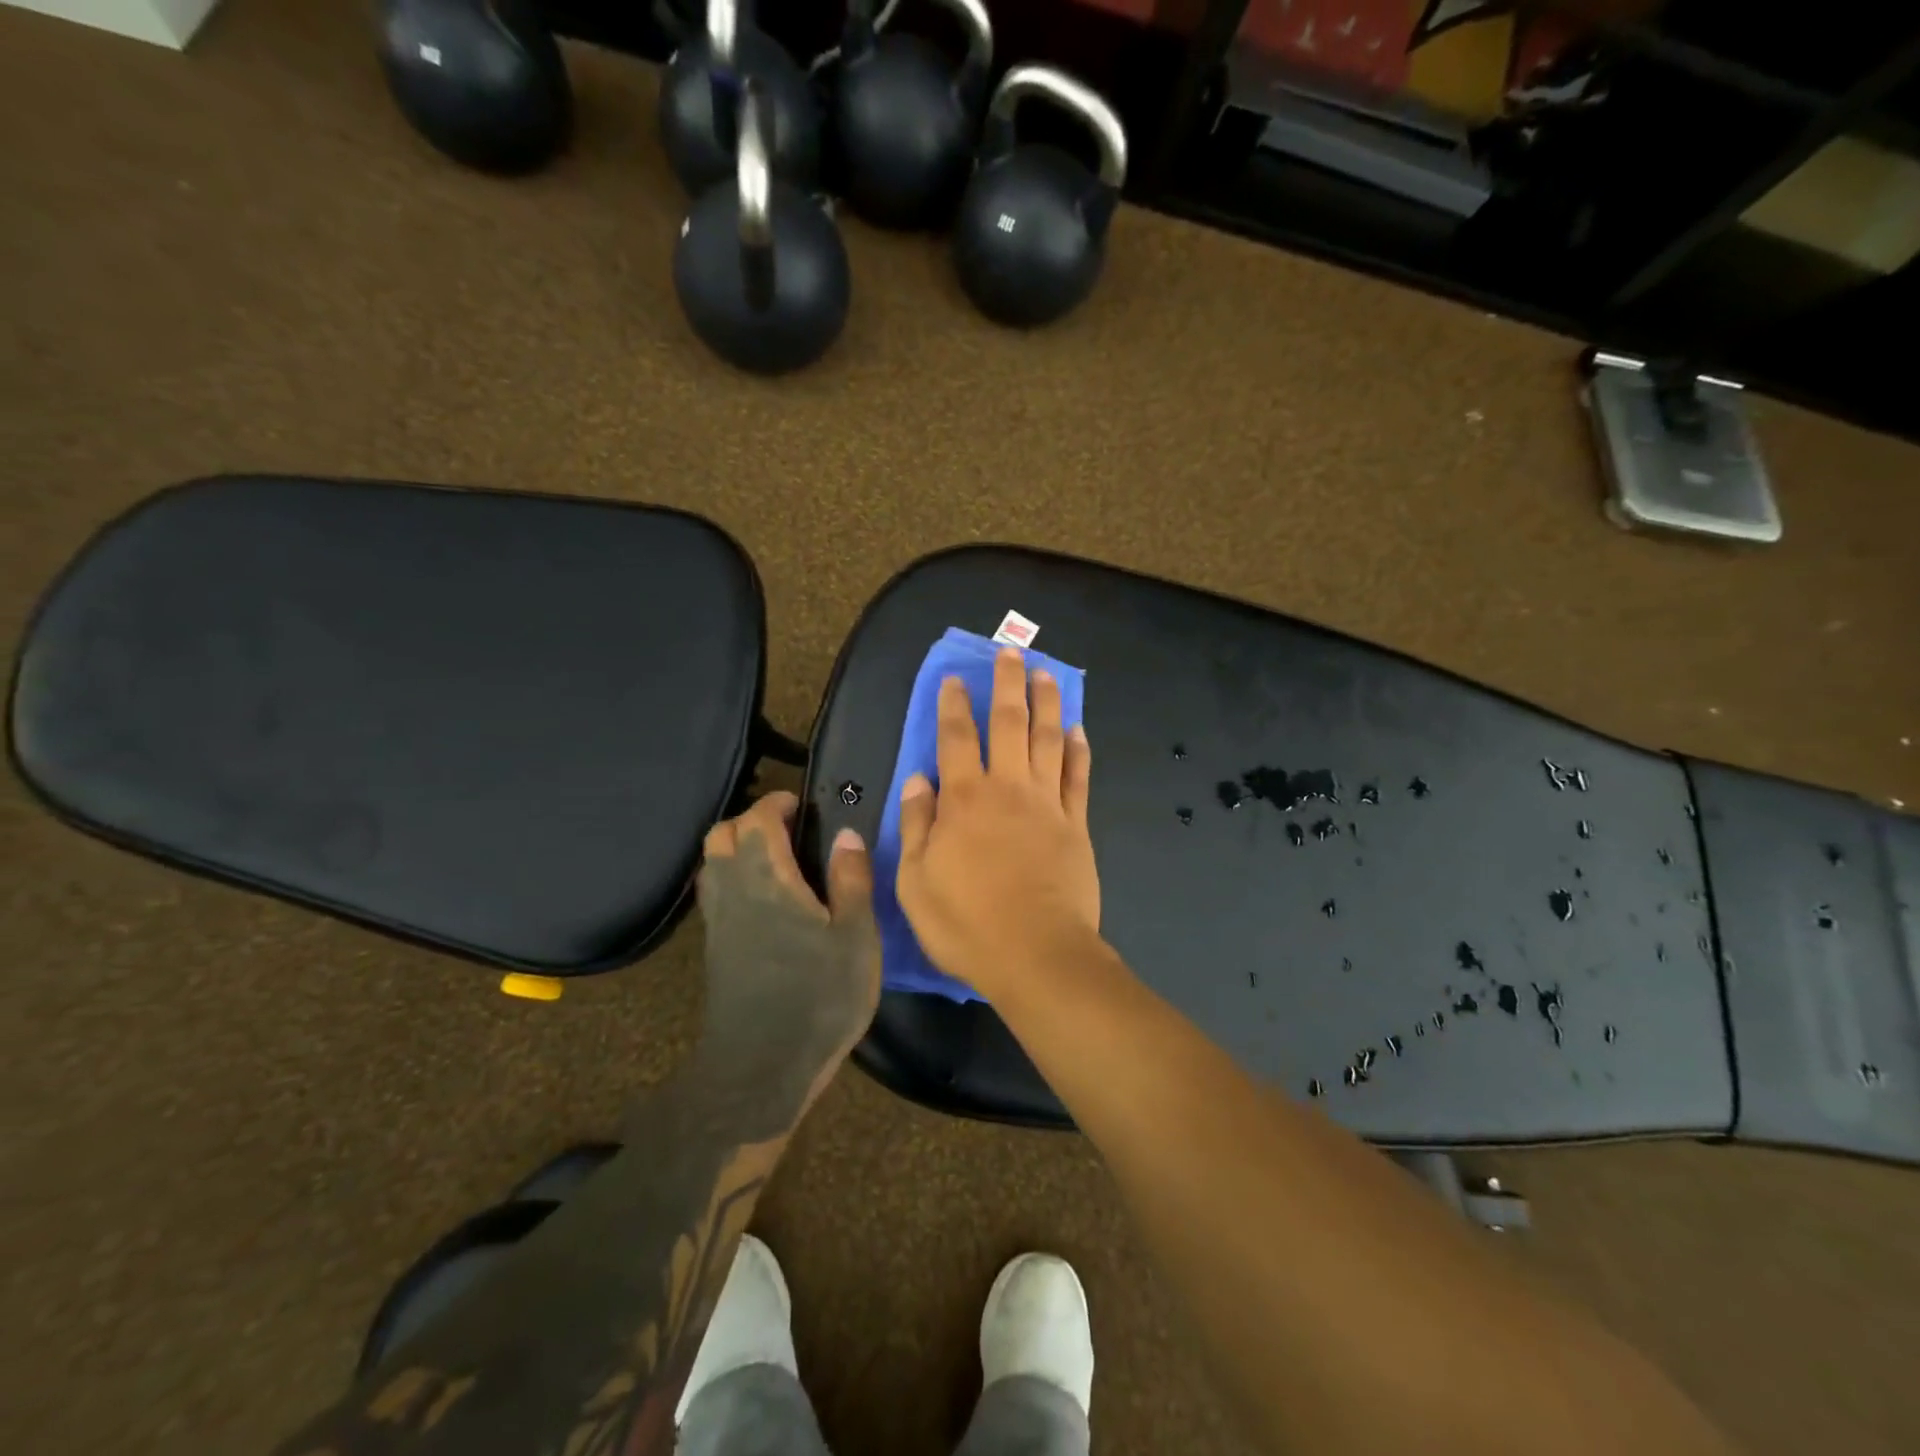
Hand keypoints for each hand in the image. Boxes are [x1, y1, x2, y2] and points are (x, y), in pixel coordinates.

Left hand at [697, 792, 880, 1105]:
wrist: (761, 1068)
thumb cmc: (819, 996)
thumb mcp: (854, 936)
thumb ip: (851, 879)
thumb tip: (847, 834)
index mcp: (767, 877)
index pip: (756, 819)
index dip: (776, 803)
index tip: (800, 804)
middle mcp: (732, 890)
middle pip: (720, 835)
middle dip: (750, 821)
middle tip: (789, 831)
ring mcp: (717, 922)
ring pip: (711, 864)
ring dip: (736, 849)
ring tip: (778, 862)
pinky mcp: (714, 949)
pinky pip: (714, 893)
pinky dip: (733, 878)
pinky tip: (766, 902)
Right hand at [895, 647, 1099, 997]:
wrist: (1037, 955)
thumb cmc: (967, 923)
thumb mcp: (916, 881)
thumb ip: (916, 825)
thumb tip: (918, 779)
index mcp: (964, 799)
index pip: (956, 737)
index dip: (953, 704)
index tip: (955, 678)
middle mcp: (1008, 788)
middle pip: (1009, 723)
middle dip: (1008, 684)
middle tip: (1011, 652)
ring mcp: (1048, 804)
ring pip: (1048, 739)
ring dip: (1047, 703)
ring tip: (1047, 673)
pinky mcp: (1077, 825)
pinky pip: (1079, 778)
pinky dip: (1079, 750)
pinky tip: (1078, 730)